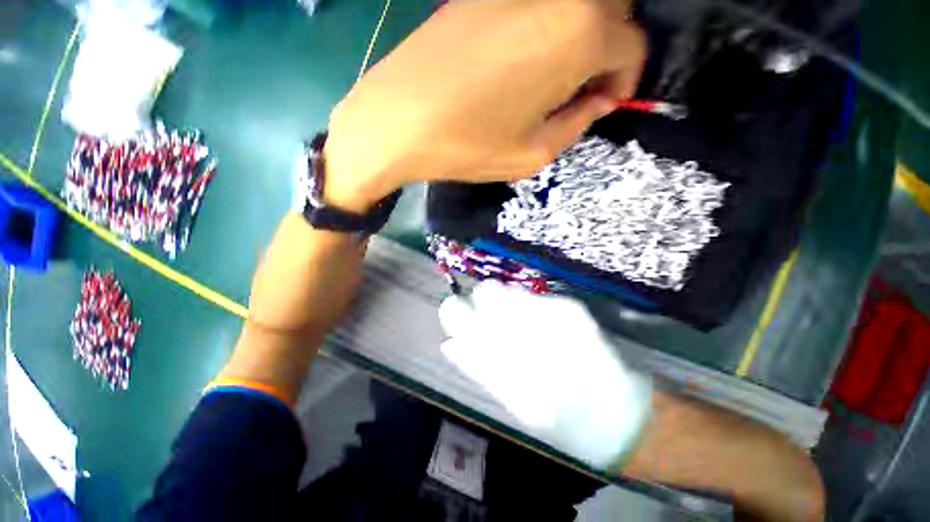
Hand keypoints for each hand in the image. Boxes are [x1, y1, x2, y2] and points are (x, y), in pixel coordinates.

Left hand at [324, 0, 645, 211]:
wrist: (397, 120)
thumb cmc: (467, 144)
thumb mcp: (531, 154)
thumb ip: (575, 124)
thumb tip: (597, 101)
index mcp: (576, 35)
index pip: (631, 45)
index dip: (626, 79)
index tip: (605, 104)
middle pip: (609, 13)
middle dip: (606, 53)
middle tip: (581, 91)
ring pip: (573, 7)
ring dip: (577, 40)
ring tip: (551, 82)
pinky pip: (535, 8)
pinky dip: (545, 31)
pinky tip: (521, 64)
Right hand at [439, 281, 651, 468]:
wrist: (617, 414)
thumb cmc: (557, 417)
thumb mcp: (509, 398)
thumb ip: (476, 365)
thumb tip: (450, 343)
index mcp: (500, 346)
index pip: (459, 311)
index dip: (456, 312)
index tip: (461, 321)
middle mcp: (521, 319)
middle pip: (486, 290)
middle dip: (484, 305)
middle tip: (494, 326)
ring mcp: (548, 308)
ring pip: (510, 290)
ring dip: (508, 306)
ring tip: (523, 331)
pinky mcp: (569, 306)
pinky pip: (536, 298)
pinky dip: (532, 310)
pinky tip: (547, 333)